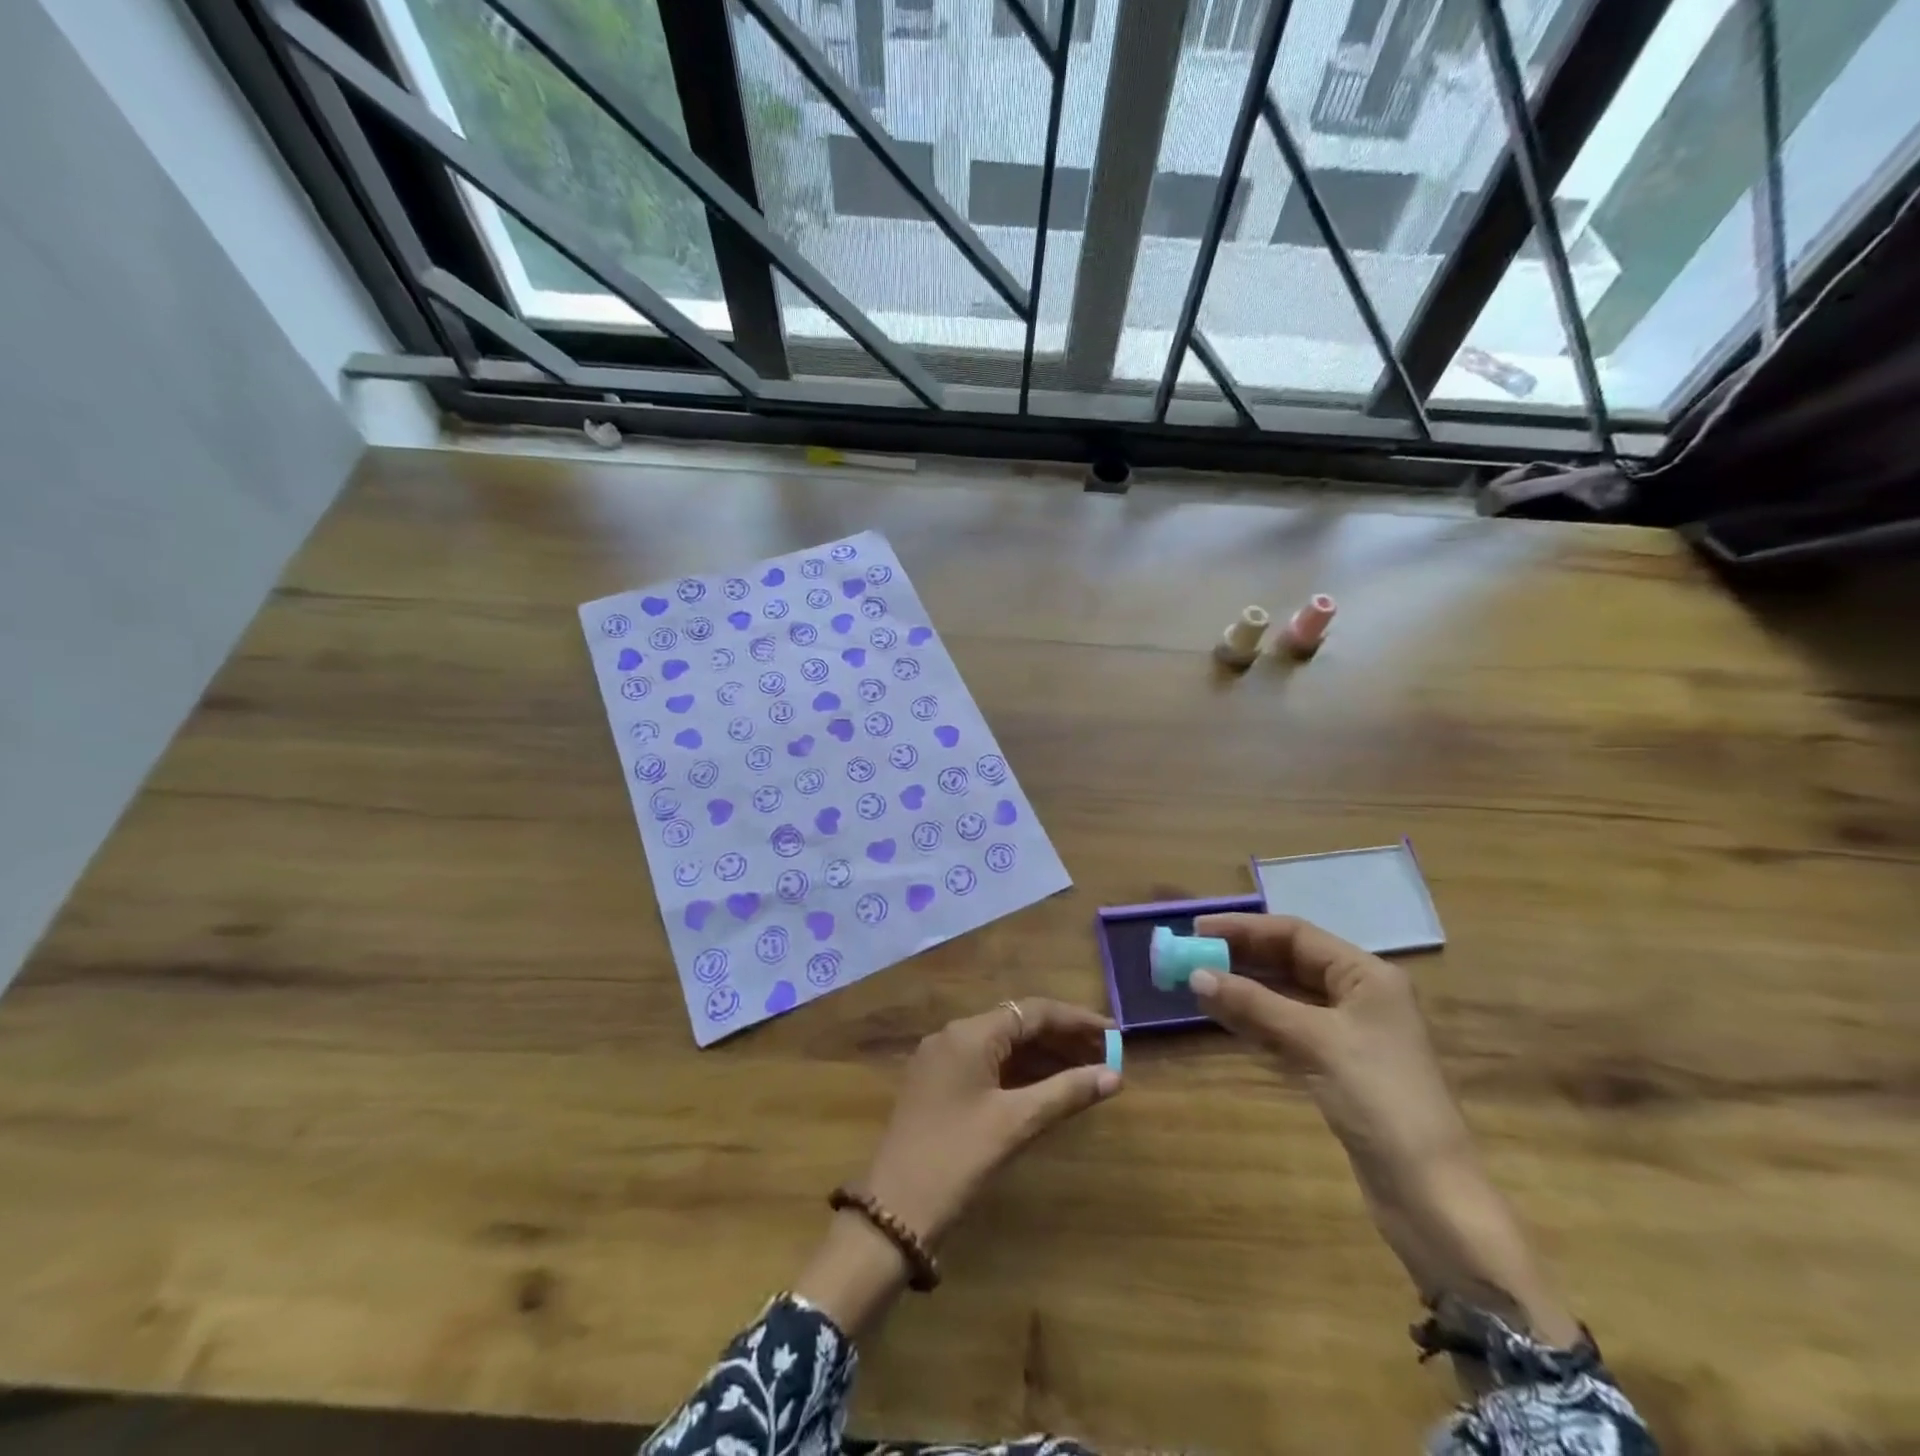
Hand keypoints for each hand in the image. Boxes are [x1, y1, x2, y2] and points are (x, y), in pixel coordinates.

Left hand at [861, 998, 1119, 1244]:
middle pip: (1018, 1024)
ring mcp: (942, 1060)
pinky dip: (1020, 1073)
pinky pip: (988, 1065)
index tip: (1115, 1034)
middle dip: (1062, 1039)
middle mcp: (953, 1036)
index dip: (1077, 1020)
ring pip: (1003, 1045)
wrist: (893, 1212)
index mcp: (969, 1034)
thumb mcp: (1015, 1124)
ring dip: (1043, 1057)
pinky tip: (1048, 1089)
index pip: (1033, 1011)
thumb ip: (1065, 1093)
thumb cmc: (957, 1159)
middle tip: (1106, 1058)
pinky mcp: (938, 1085)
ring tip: (1087, 1074)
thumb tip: (1114, 1076)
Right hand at [1191, 915, 1577, 1345]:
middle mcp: (1358, 995)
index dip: (1244, 928)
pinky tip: (1222, 1016)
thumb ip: (1254, 1005)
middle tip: (1191, 955)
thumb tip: (1196, 975)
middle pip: (1290, 961)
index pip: (1296, 935)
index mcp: (1366, 975)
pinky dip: (1254, 1019)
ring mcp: (1348, 1033)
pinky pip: (1286, 1028)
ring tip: (1196, 982)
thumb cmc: (1380, 1100)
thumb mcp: (1315, 1042)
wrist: (1431, 1195)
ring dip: (1243, 987)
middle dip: (1241, 956)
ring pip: (1285, 995)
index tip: (1197, 930)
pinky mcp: (1336, 1067)